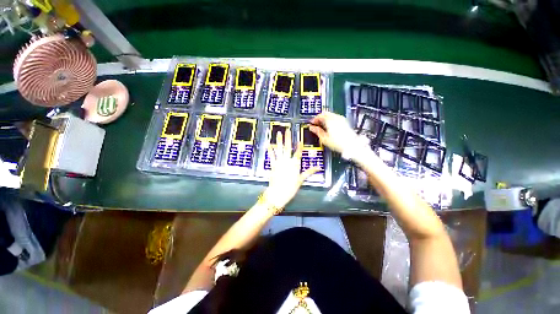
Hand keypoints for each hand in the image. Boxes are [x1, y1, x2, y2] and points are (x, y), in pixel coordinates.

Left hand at [263, 129, 320, 209]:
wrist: (278, 193)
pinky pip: (271, 156)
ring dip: (278, 141)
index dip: (299, 146)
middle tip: (287, 130)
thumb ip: (309, 171)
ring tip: (278, 133)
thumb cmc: (291, 187)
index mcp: (295, 164)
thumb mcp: (301, 179)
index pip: (298, 153)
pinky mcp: (273, 165)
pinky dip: (270, 150)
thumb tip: (318, 167)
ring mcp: (279, 162)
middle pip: (288, 147)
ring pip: (279, 149)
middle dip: (287, 138)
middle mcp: (287, 160)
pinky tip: (268, 144)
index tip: (300, 139)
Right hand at [310, 112, 358, 153]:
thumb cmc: (338, 143)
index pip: (319, 115)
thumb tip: (312, 128)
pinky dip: (330, 120)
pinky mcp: (345, 122)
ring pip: (330, 115)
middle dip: (319, 118)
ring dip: (325, 119)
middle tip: (316, 124)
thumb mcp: (324, 138)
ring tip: (322, 126)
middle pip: (325, 113)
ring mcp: (341, 119)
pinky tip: (329, 127)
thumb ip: (317, 131)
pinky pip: (335, 117)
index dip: (314, 119)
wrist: (351, 145)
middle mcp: (336, 117)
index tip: (311, 123)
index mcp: (329, 120)